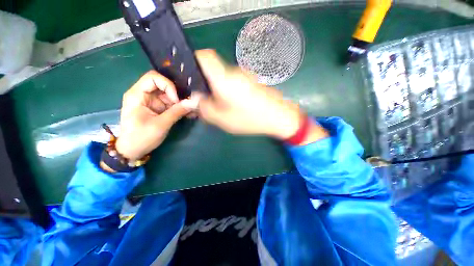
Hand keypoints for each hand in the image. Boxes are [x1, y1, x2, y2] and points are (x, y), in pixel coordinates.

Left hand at [115, 70, 198, 159]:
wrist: (133, 150)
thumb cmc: (141, 137)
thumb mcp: (160, 125)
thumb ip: (177, 112)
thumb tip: (193, 102)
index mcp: (137, 95)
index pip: (153, 77)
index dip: (167, 85)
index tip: (176, 100)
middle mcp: (144, 95)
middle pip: (163, 85)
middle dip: (177, 94)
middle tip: (187, 104)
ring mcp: (152, 102)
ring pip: (169, 95)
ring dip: (181, 102)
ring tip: (192, 110)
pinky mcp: (158, 108)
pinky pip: (171, 103)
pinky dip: (180, 107)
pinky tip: (189, 113)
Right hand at [195, 50, 301, 139]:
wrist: (278, 117)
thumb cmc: (249, 118)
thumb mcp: (222, 118)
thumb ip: (204, 108)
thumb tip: (194, 99)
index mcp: (224, 78)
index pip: (205, 57)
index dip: (194, 61)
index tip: (191, 75)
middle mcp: (234, 72)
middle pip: (214, 71)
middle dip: (206, 84)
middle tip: (205, 100)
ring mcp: (245, 76)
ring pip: (224, 78)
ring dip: (218, 90)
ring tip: (220, 106)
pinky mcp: (252, 82)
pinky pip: (234, 82)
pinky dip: (229, 91)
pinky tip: (232, 105)